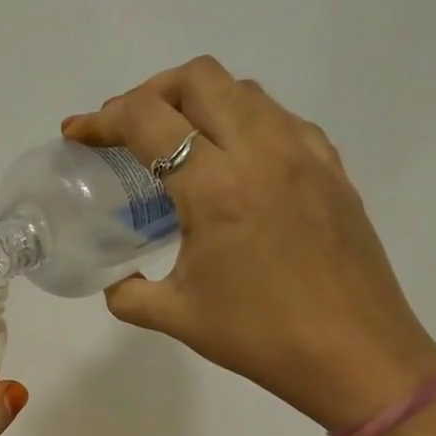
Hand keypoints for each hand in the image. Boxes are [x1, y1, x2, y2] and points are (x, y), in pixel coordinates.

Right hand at [63, 56, 435, 430]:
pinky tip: (229, 162)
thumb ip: (127, 292)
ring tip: (173, 143)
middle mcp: (262, 153)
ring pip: (243, 90)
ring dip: (196, 102)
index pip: (148, 120)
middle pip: (198, 79)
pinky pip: (278, 118)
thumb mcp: (176, 317)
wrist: (357, 356)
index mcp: (216, 188)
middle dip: (148, 92)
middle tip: (125, 130)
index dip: (102, 119)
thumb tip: (115, 278)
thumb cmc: (261, 337)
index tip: (77, 135)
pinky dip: (241, 121)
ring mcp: (304, 154)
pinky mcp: (331, 167)